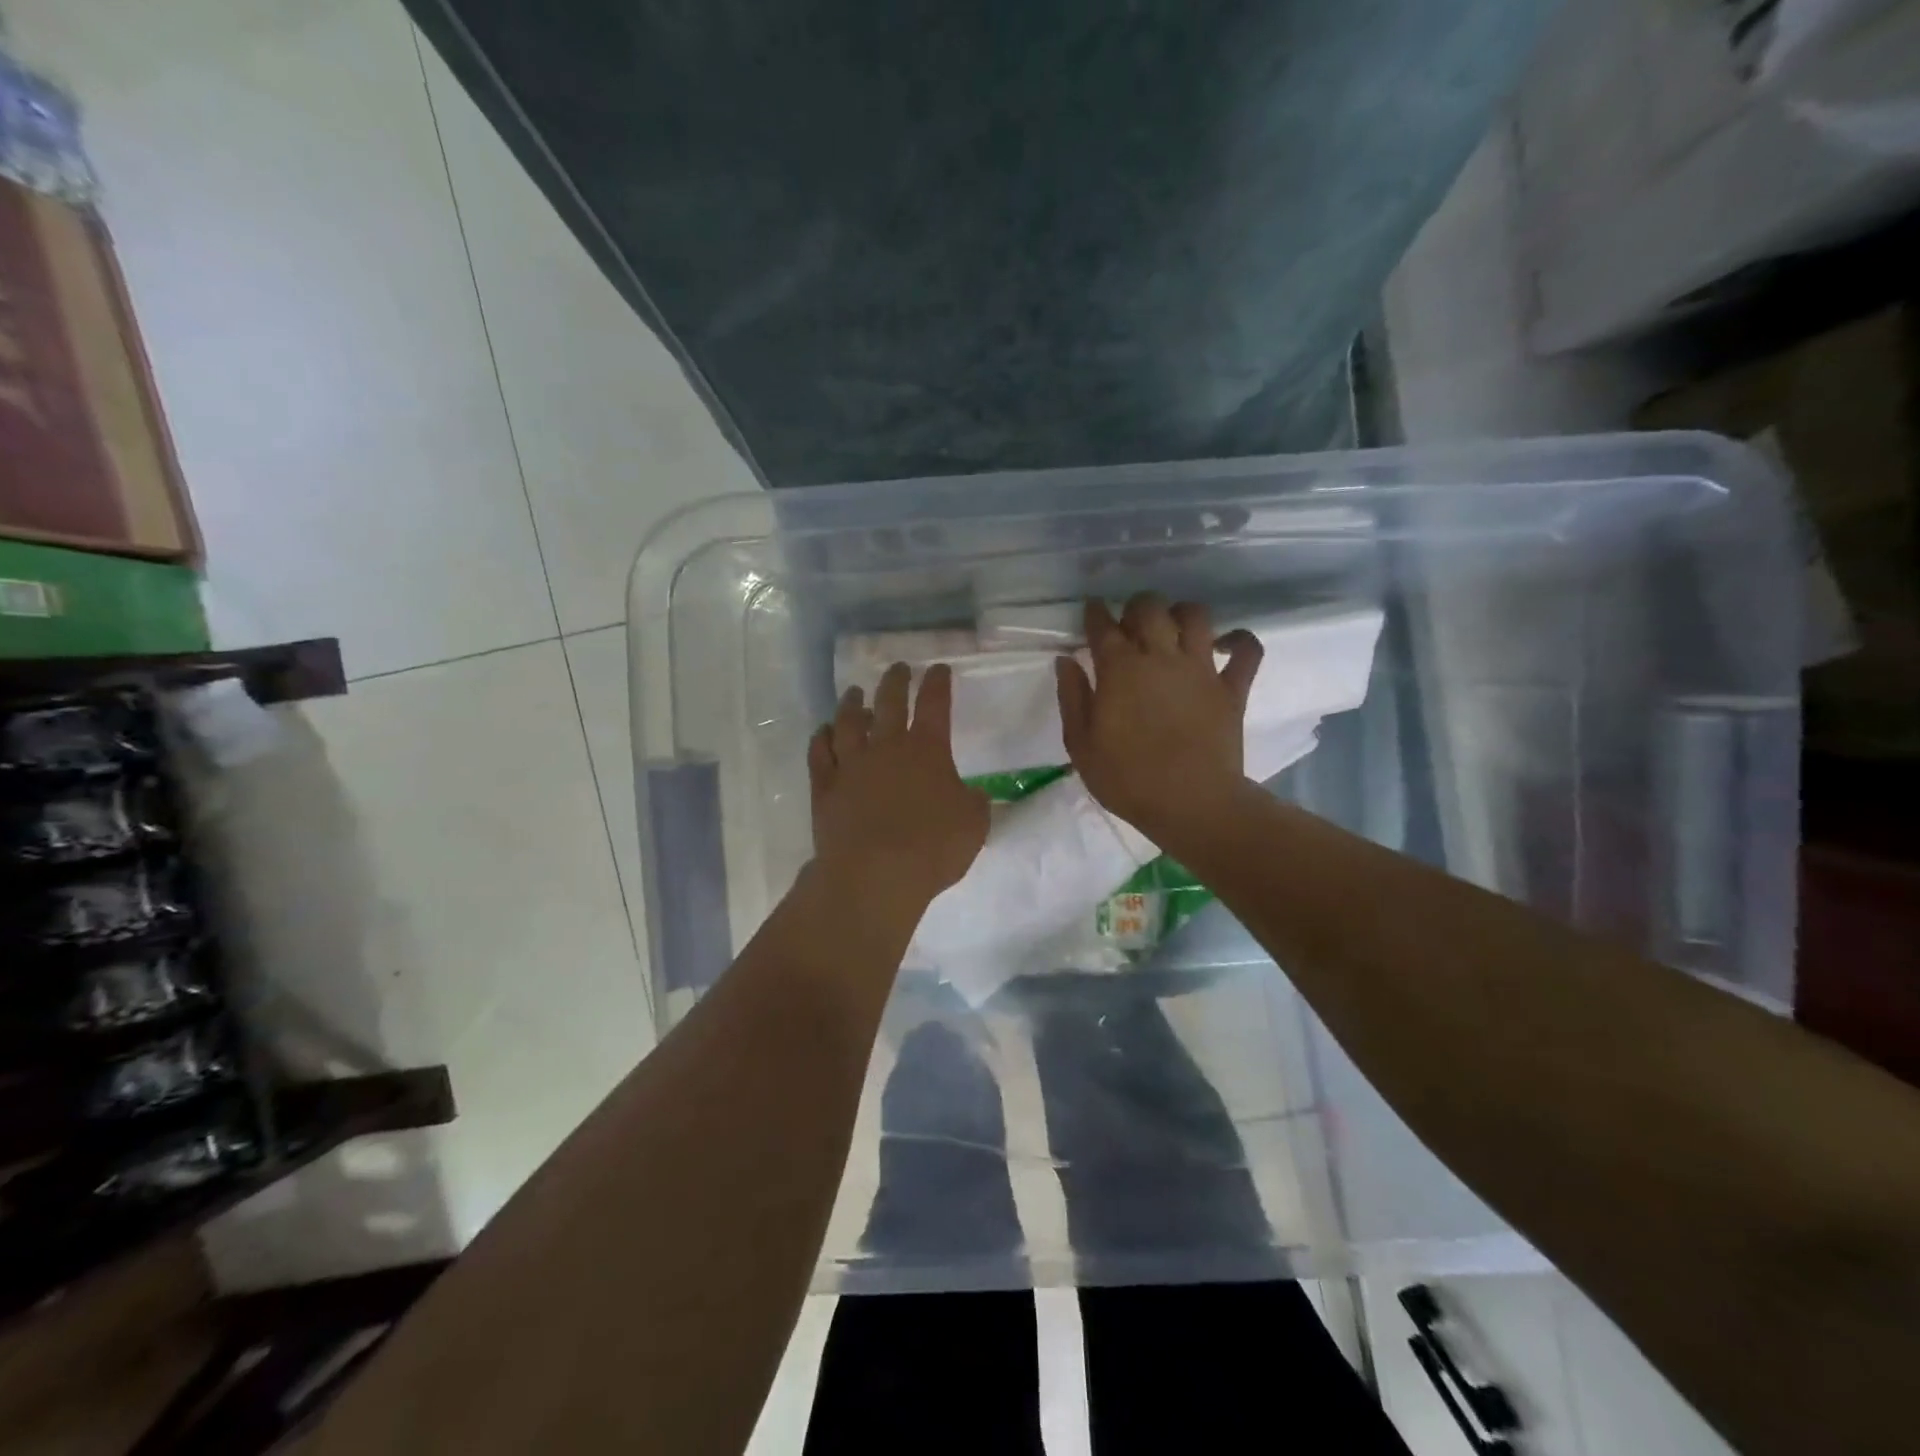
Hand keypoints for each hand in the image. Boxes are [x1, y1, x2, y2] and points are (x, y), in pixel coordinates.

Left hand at [808, 663, 988, 910]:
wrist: (874, 874)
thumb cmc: (932, 848)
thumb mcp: (974, 825)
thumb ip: (975, 803)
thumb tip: (972, 794)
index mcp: (927, 750)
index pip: (935, 705)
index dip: (938, 683)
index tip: (939, 669)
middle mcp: (886, 747)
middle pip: (889, 702)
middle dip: (896, 681)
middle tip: (898, 668)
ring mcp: (851, 764)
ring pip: (848, 722)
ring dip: (852, 704)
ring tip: (854, 692)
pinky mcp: (825, 786)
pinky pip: (820, 752)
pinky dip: (822, 737)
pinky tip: (824, 731)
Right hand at [1055, 594, 1262, 843]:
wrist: (1191, 804)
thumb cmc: (1127, 779)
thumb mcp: (1081, 745)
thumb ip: (1072, 697)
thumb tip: (1067, 660)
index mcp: (1120, 669)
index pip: (1103, 625)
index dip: (1095, 613)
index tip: (1092, 611)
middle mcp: (1161, 657)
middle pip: (1150, 608)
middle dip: (1137, 607)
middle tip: (1130, 624)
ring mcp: (1201, 669)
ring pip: (1196, 616)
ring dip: (1181, 613)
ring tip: (1173, 629)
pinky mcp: (1232, 688)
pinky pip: (1247, 650)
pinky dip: (1239, 640)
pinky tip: (1225, 645)